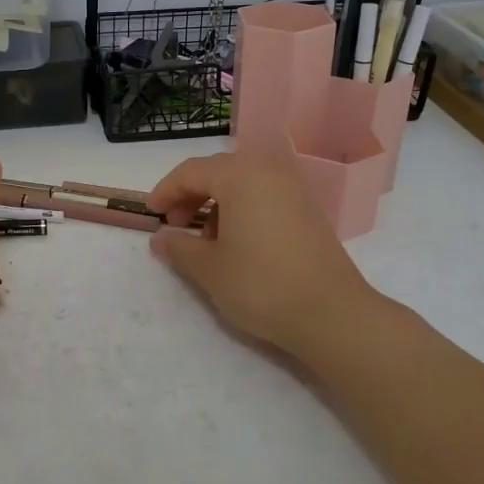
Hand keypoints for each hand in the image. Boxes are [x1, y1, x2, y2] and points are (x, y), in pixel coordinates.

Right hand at [147, 150, 376, 359]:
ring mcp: (293, 188)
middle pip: (218, 171)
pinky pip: (264, 195)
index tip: (151, 215)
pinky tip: (237, 243)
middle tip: (175, 226)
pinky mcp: (308, 209)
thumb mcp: (209, 269)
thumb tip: (160, 238)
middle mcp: (268, 170)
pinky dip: (242, 210)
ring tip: (206, 241)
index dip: (165, 191)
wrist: (331, 314)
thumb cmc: (261, 285)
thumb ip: (179, 247)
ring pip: (242, 183)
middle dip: (190, 195)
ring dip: (216, 203)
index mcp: (240, 174)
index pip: (191, 172)